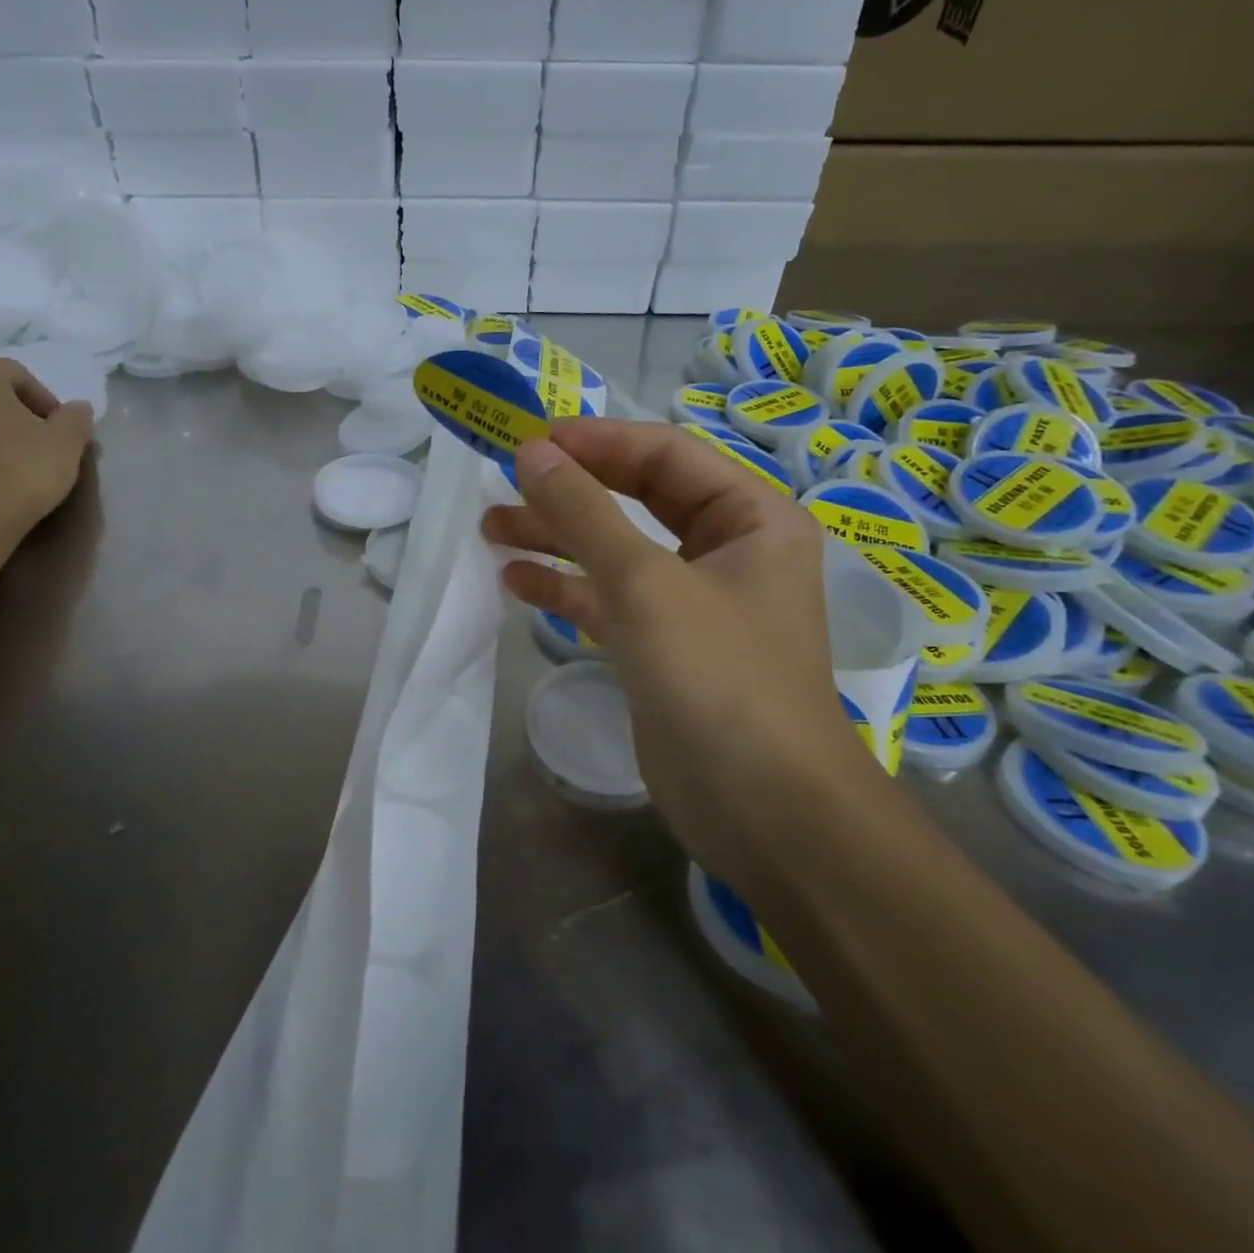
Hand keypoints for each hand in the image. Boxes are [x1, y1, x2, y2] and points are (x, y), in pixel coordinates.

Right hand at [483, 419, 873, 859]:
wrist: (762, 811)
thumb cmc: (720, 678)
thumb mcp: (646, 583)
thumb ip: (585, 514)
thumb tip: (531, 452)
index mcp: (751, 518)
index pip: (666, 455)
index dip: (597, 441)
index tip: (530, 441)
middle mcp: (726, 551)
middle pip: (638, 498)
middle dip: (571, 490)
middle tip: (505, 482)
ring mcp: (691, 601)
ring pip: (616, 550)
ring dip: (557, 537)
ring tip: (491, 528)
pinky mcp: (661, 646)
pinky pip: (608, 599)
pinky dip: (565, 587)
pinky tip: (515, 581)